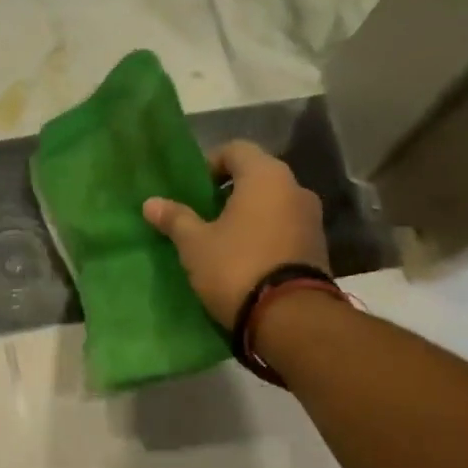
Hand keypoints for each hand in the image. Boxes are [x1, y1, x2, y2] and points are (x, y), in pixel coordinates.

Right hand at [143, 140, 329, 328]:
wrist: (290, 317)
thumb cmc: (236, 267)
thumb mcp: (195, 244)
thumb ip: (175, 219)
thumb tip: (151, 203)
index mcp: (266, 176)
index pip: (235, 150)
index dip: (209, 164)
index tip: (191, 190)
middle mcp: (295, 188)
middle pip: (256, 177)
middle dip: (227, 192)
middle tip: (201, 215)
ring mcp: (311, 218)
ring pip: (271, 204)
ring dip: (247, 215)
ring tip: (219, 240)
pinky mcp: (317, 247)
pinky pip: (284, 228)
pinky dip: (264, 234)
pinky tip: (243, 258)